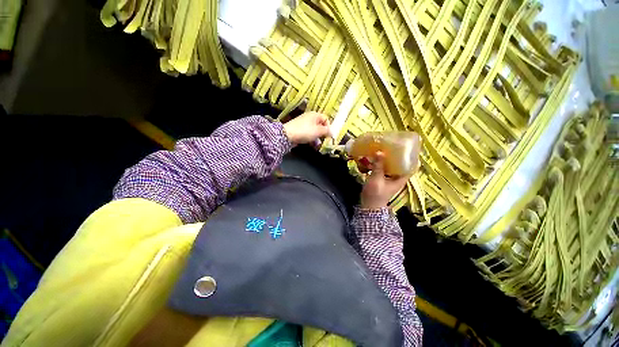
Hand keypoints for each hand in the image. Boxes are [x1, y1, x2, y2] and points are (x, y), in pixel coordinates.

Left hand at [283, 111, 330, 144]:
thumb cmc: (305, 131)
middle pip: (320, 125)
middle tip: (324, 141)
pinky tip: (312, 144)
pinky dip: (311, 139)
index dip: (329, 127)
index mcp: (315, 115)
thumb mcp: (318, 131)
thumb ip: (327, 131)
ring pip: (314, 131)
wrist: (287, 135)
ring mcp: (304, 124)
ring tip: (318, 145)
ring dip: (317, 138)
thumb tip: (332, 132)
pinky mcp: (299, 130)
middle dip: (323, 134)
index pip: (326, 119)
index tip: (329, 135)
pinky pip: (308, 134)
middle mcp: (310, 117)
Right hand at [360, 152, 410, 209]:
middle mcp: (396, 178)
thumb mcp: (376, 179)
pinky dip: (381, 164)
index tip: (410, 148)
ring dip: (388, 159)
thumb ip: (378, 166)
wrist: (368, 206)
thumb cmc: (375, 194)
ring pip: (391, 167)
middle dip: (398, 156)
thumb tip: (380, 151)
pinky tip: (376, 159)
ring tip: (384, 150)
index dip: (412, 158)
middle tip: (394, 146)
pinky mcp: (381, 180)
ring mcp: (389, 179)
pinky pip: (383, 169)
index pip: (411, 167)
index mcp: (400, 179)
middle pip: (401, 165)